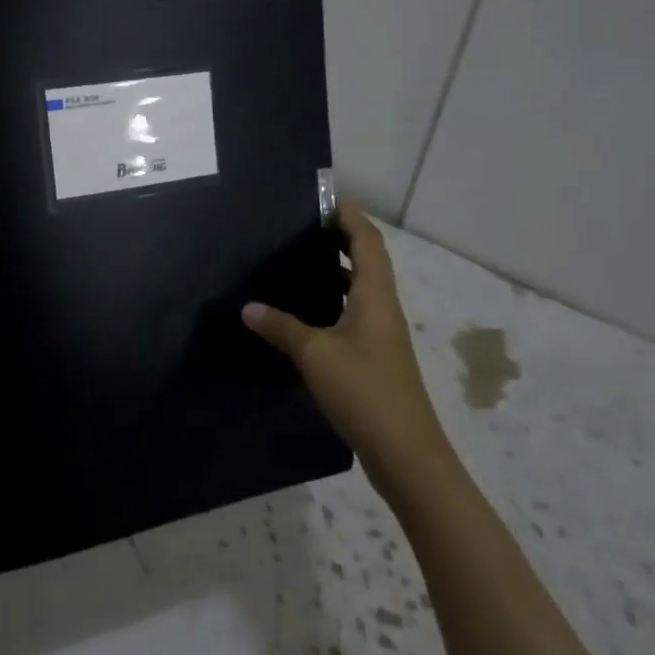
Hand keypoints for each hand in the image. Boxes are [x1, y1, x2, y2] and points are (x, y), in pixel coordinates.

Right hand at [242, 201, 446, 493]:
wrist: (406, 454)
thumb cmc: (364, 391)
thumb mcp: (315, 355)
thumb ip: (281, 327)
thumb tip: (248, 307)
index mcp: (375, 295)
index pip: (367, 240)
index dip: (349, 215)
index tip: (323, 199)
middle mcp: (383, 307)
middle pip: (368, 259)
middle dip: (342, 237)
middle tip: (302, 228)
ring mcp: (382, 334)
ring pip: (363, 287)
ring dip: (339, 269)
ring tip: (300, 261)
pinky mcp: (376, 357)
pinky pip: (356, 312)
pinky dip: (335, 300)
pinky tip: (307, 313)